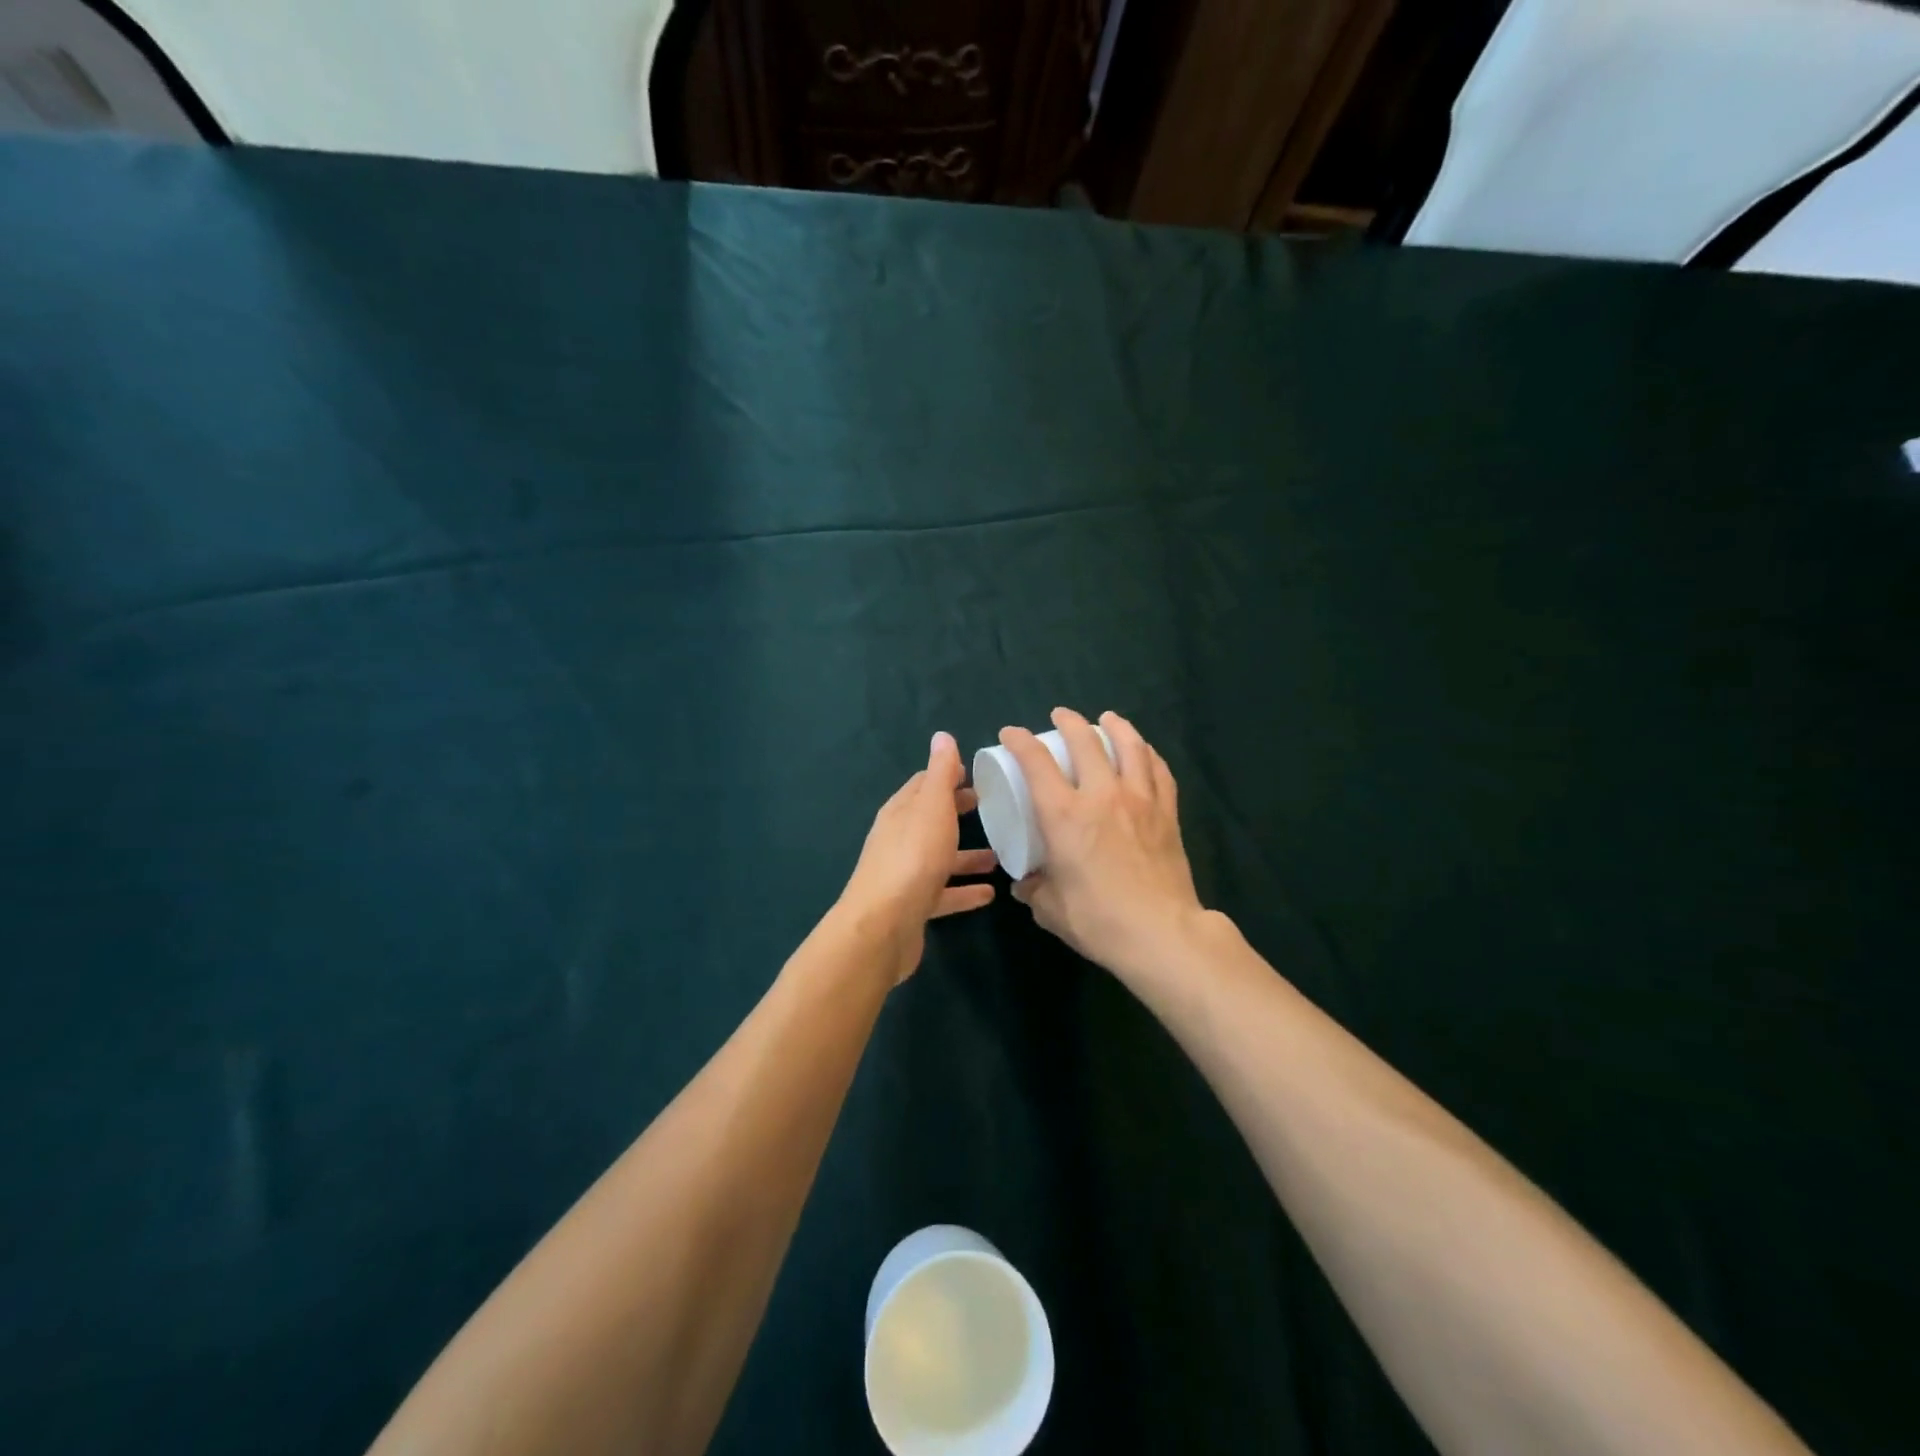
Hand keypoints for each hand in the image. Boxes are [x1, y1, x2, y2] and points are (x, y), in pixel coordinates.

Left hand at [837, 732, 997, 982]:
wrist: (884, 925)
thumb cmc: (913, 857)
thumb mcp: (932, 807)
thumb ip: (940, 773)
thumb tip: (942, 736)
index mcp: (901, 812)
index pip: (923, 785)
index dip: (947, 776)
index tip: (975, 774)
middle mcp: (899, 839)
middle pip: (931, 820)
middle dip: (957, 812)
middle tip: (990, 807)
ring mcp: (905, 874)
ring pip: (940, 858)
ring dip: (966, 855)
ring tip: (999, 856)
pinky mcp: (914, 907)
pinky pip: (944, 893)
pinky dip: (964, 891)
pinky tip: (989, 894)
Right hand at [1002, 708, 1204, 977]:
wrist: (1161, 934)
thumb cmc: (1098, 921)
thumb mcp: (1050, 909)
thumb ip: (1034, 890)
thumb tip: (1025, 883)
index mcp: (1064, 815)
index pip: (1036, 762)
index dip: (1020, 741)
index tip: (1011, 734)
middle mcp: (1101, 795)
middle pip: (1085, 741)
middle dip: (1068, 722)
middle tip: (1060, 716)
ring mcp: (1139, 800)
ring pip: (1129, 746)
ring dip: (1115, 726)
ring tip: (1107, 718)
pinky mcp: (1167, 813)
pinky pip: (1159, 770)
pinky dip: (1148, 754)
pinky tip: (1144, 751)